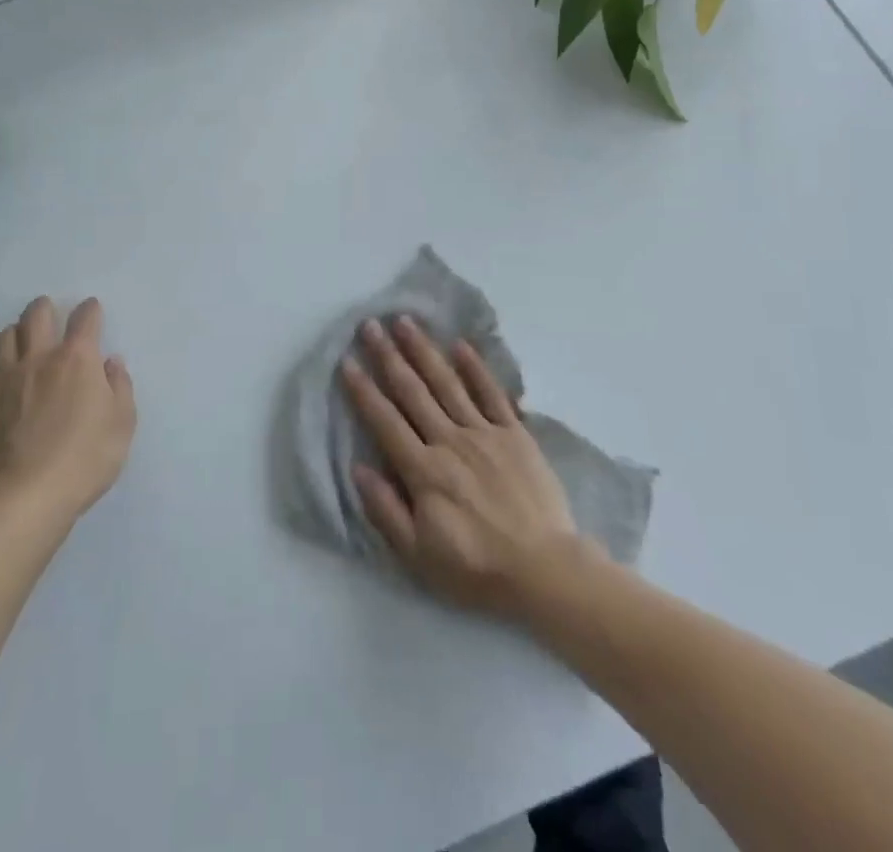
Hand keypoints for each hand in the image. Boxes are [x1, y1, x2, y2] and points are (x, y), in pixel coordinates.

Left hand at [0, 296, 135, 519]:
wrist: (23, 497)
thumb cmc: (84, 458)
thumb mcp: (122, 423)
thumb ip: (119, 387)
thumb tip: (110, 364)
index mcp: (77, 359)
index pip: (85, 319)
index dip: (90, 310)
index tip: (92, 310)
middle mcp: (39, 359)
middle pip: (36, 316)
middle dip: (44, 307)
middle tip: (50, 313)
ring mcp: (5, 381)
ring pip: (5, 338)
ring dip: (17, 333)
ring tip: (24, 342)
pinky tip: (5, 385)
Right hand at [342, 316, 586, 619]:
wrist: (545, 570)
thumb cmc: (476, 568)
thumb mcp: (419, 555)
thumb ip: (385, 509)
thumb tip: (358, 468)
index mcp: (424, 470)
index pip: (385, 421)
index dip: (364, 390)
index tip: (347, 361)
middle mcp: (450, 441)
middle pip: (413, 391)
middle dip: (388, 356)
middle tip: (370, 325)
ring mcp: (485, 433)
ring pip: (447, 383)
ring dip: (424, 350)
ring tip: (406, 322)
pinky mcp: (515, 434)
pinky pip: (492, 393)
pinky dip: (476, 368)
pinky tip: (461, 345)